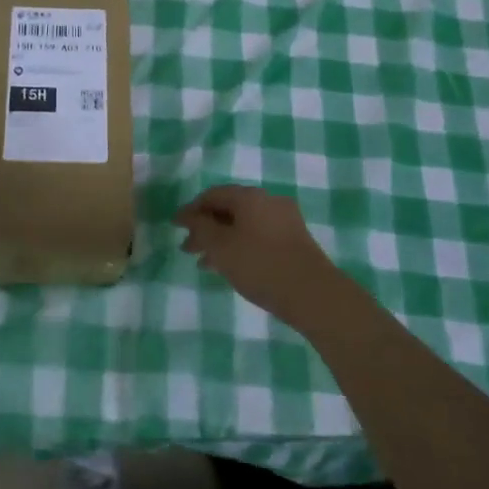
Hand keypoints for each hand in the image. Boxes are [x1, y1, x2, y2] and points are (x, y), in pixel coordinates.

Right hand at [174, 185, 346, 329]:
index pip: (212, 194)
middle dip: (206, 227)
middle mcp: (268, 200)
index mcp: (249, 196)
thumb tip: (188, 215)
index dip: (191, 210)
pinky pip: (258, 236)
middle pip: (229, 209)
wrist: (313, 294)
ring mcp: (285, 220)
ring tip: (205, 263)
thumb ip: (200, 228)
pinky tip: (231, 267)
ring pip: (244, 225)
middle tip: (187, 248)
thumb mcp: (220, 246)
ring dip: (222, 240)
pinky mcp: (295, 241)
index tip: (175, 226)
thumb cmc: (260, 265)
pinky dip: (240, 246)